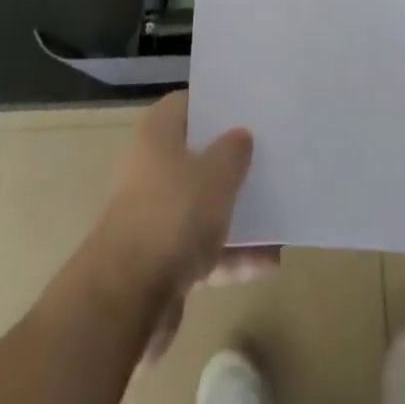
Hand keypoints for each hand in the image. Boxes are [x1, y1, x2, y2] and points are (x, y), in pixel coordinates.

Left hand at [87, 92, 269, 365]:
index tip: (248, 109)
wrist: (126, 299)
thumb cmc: (173, 214)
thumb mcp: (217, 174)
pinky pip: (203, 249)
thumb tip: (240, 136)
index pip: (188, 104)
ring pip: (203, 205)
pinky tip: (270, 262)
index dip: (216, 104)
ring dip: (238, 213)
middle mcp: (152, 168)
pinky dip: (232, 255)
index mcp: (158, 133)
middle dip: (231, 161)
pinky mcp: (161, 261)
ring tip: (279, 216)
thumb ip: (234, 151)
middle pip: (197, 156)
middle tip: (270, 157)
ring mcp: (156, 216)